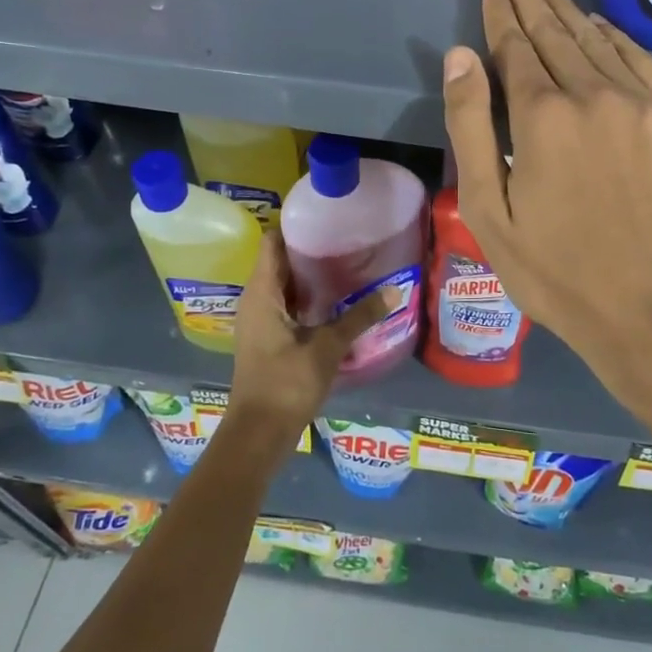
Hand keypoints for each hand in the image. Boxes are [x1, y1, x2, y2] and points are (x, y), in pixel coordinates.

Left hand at [224, 231, 388, 454]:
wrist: (258, 434)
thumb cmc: (286, 384)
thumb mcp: (327, 348)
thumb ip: (360, 317)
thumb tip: (395, 289)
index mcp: (262, 293)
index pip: (273, 242)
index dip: (296, 226)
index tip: (328, 217)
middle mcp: (256, 300)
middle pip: (280, 261)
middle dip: (310, 249)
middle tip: (347, 238)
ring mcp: (260, 320)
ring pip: (285, 285)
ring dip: (311, 275)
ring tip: (347, 263)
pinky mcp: (268, 338)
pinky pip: (287, 304)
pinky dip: (308, 298)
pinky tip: (337, 300)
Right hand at [442, 0, 651, 423]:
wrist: (649, 310)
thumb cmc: (554, 271)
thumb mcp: (489, 210)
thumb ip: (471, 127)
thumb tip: (460, 56)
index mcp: (543, 117)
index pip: (516, 48)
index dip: (501, 16)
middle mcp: (596, 95)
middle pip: (557, 35)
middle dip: (532, 0)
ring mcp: (646, 106)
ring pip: (599, 42)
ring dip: (570, 12)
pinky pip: (643, 64)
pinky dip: (617, 39)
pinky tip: (600, 26)